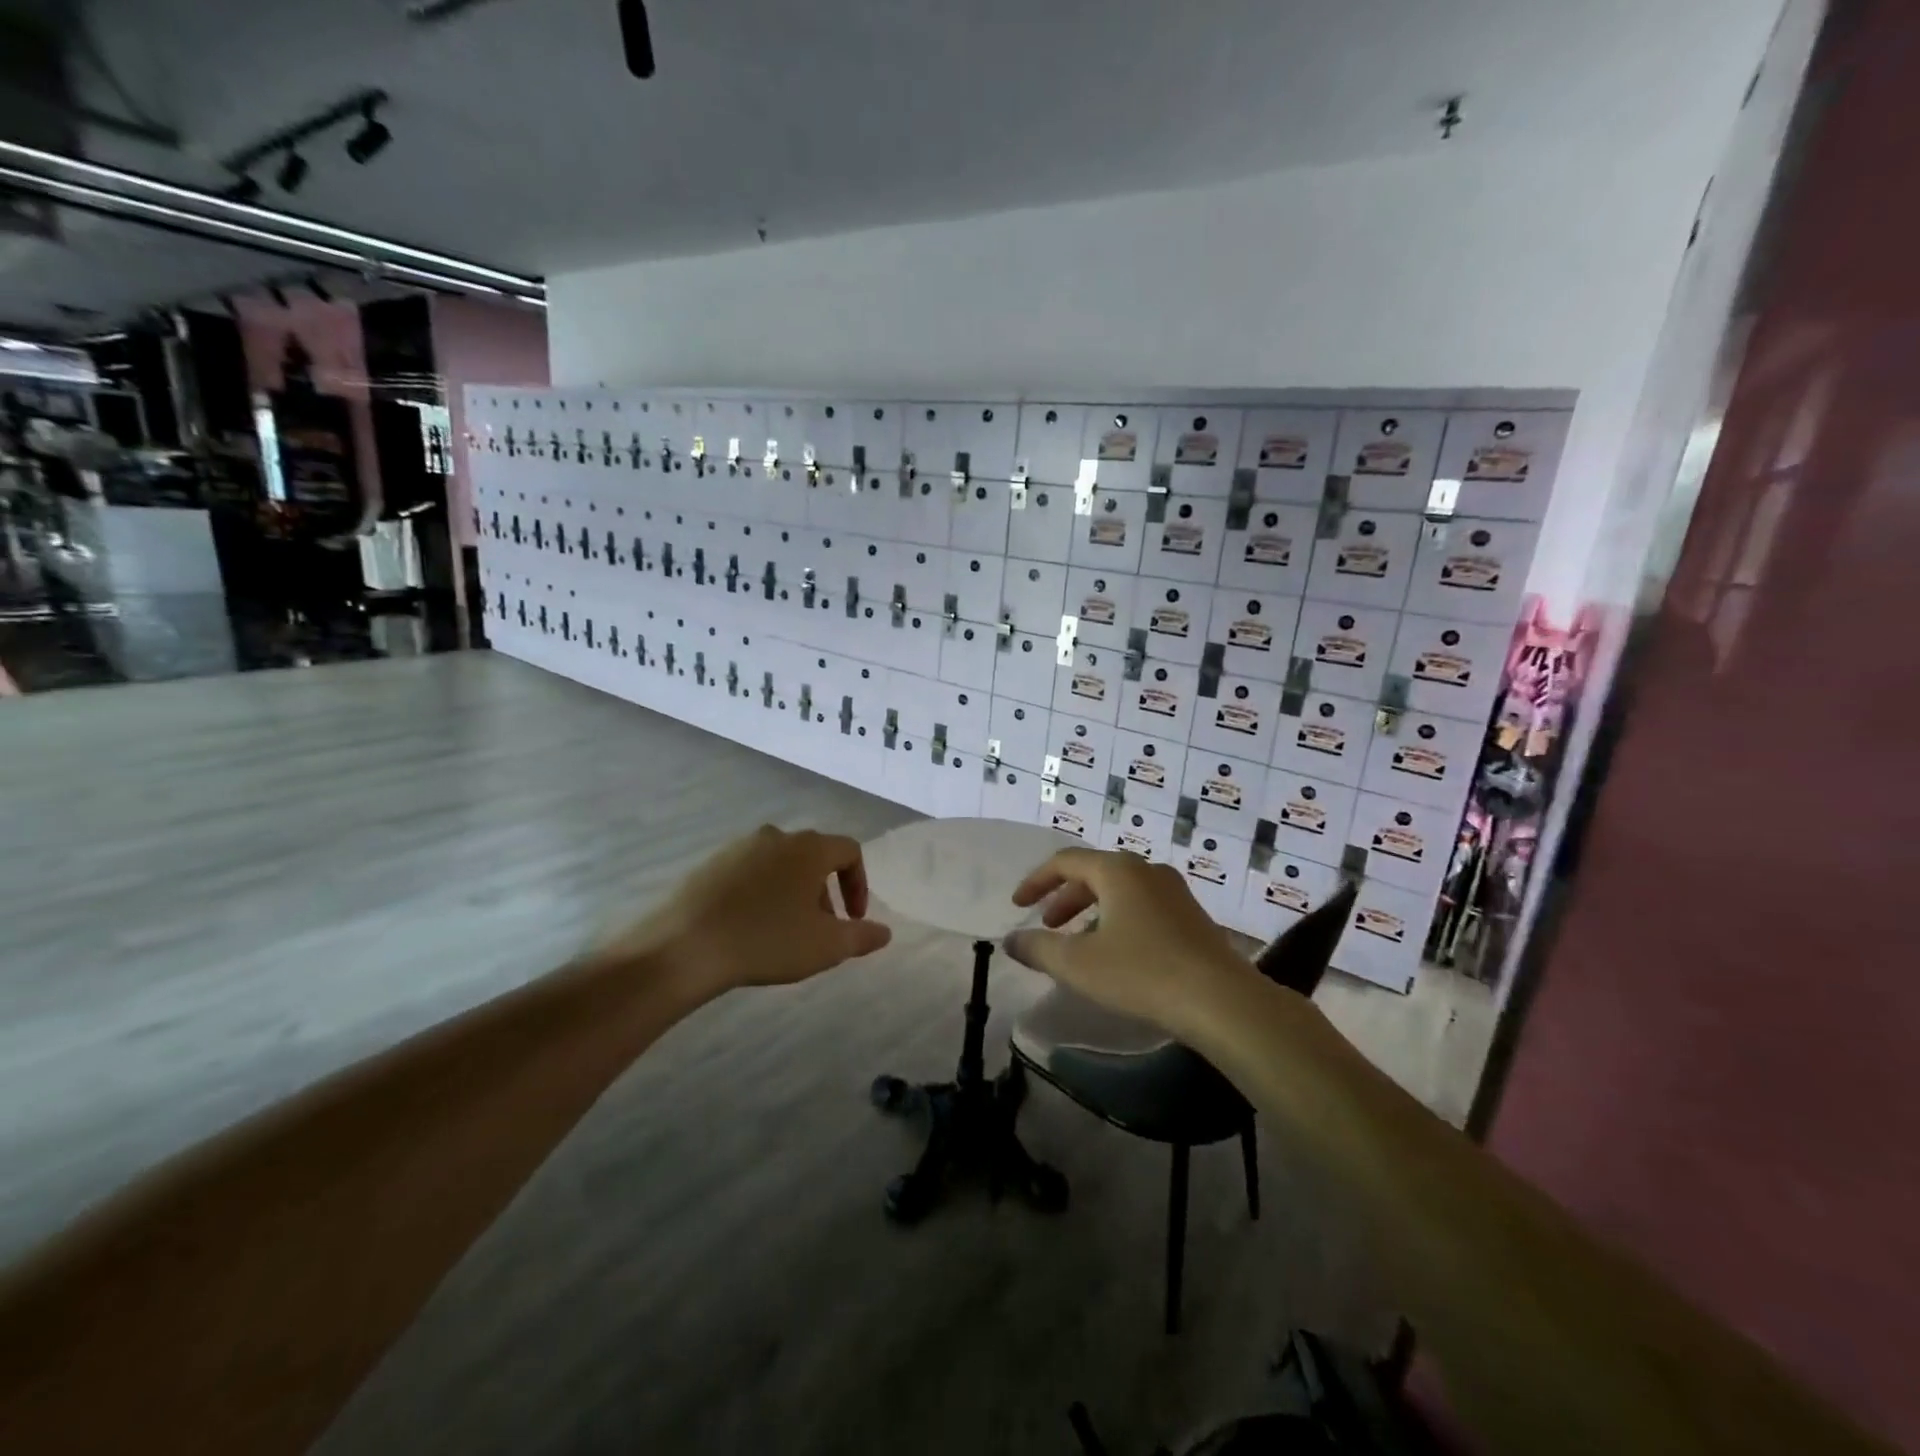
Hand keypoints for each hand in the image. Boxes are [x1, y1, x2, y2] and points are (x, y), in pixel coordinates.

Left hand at [599, 825, 892, 996]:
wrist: (685, 946)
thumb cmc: (767, 940)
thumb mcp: (825, 945)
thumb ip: (861, 936)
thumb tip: (884, 932)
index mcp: (809, 848)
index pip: (849, 851)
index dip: (859, 884)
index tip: (854, 919)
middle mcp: (776, 836)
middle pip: (814, 857)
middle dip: (825, 892)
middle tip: (821, 930)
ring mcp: (739, 847)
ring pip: (780, 864)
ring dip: (793, 892)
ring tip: (785, 931)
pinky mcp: (709, 864)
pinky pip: (749, 873)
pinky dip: (761, 893)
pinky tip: (750, 927)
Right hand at [1002, 848, 1254, 1037]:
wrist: (1222, 1001)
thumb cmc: (1141, 973)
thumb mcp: (1078, 964)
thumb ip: (1038, 948)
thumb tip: (1011, 940)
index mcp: (1117, 870)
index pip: (1065, 861)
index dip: (1036, 881)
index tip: (1017, 905)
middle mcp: (1146, 870)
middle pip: (1094, 873)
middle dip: (1064, 897)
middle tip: (1047, 925)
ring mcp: (1174, 892)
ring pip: (1120, 890)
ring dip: (1091, 910)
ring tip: (1079, 942)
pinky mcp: (1192, 916)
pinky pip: (1142, 906)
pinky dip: (1117, 919)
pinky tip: (1117, 953)